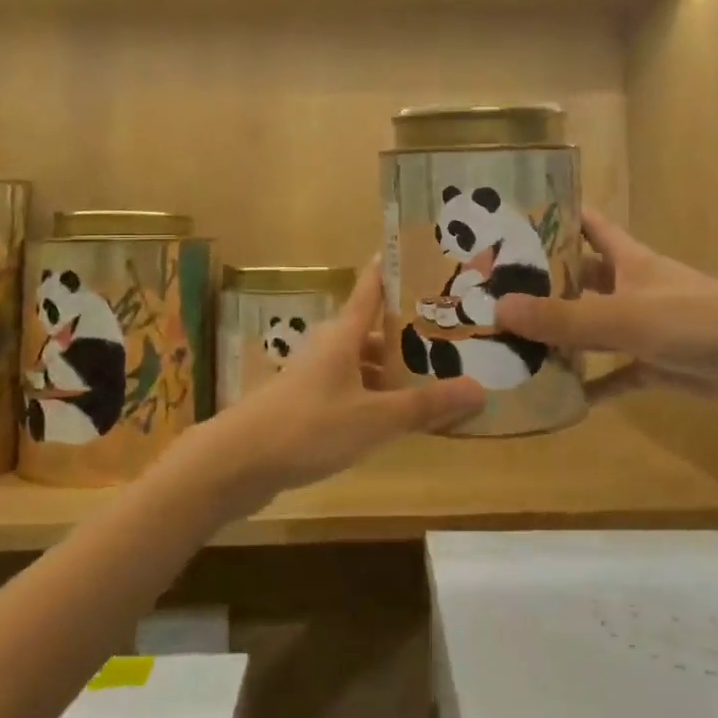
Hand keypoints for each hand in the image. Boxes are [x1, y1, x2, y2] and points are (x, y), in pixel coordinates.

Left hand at [166, 262, 485, 516]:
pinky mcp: (306, 406)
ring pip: (363, 365)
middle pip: (374, 331)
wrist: (237, 463)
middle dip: (410, 332)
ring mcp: (314, 378)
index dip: (393, 269)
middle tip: (454, 333)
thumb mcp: (374, 418)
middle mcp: (329, 348)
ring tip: (436, 379)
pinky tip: (397, 418)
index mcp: (343, 335)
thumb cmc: (308, 426)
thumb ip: (425, 406)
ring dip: (394, 371)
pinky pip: (351, 392)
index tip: (422, 254)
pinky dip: (376, 398)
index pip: (371, 288)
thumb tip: (480, 389)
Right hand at [497, 208, 717, 407]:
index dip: (556, 216)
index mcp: (628, 260)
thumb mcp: (623, 315)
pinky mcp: (656, 365)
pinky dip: (589, 383)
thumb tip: (499, 310)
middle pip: (581, 277)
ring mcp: (644, 328)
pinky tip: (557, 395)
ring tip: (513, 340)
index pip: (588, 225)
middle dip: (544, 282)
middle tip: (494, 290)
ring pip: (592, 326)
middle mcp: (632, 287)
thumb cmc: (695, 319)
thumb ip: (563, 316)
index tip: (513, 218)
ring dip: (561, 334)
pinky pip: (613, 373)